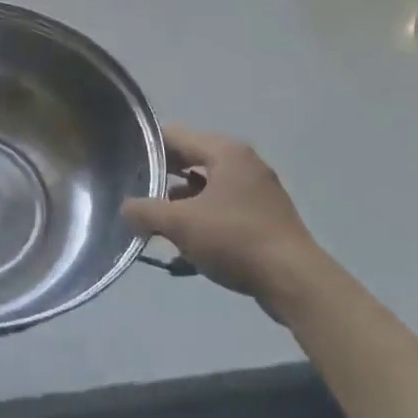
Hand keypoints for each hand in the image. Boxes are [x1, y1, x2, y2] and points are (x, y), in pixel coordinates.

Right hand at [123, 128, 316, 303]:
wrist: (294, 280)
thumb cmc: (235, 240)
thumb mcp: (181, 224)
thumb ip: (146, 211)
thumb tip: (125, 207)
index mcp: (226, 152)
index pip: (176, 136)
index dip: (147, 148)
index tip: (123, 163)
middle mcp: (244, 162)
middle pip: (192, 158)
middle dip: (163, 175)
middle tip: (136, 191)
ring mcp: (259, 189)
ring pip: (208, 184)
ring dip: (183, 199)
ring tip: (158, 219)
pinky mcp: (265, 215)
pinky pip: (224, 204)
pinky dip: (203, 214)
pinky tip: (188, 239)